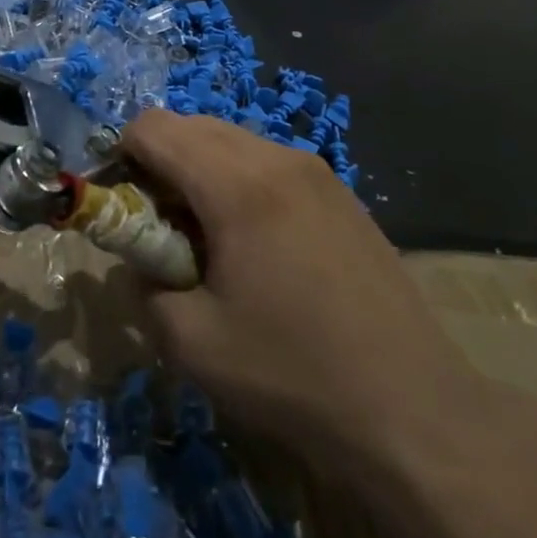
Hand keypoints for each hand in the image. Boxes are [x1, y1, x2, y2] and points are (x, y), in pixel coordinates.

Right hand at [122, 109, 487, 470]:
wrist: (414, 412)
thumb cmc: (293, 374)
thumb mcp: (191, 343)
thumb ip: (143, 286)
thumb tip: (139, 260)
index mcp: (237, 184)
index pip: (153, 127)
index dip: (122, 157)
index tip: (124, 208)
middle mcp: (277, 159)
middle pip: (190, 125)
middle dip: (160, 163)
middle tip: (164, 229)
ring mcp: (316, 172)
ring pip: (231, 141)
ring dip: (201, 172)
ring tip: (212, 241)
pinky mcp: (340, 193)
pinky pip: (268, 163)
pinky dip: (240, 182)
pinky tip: (259, 247)